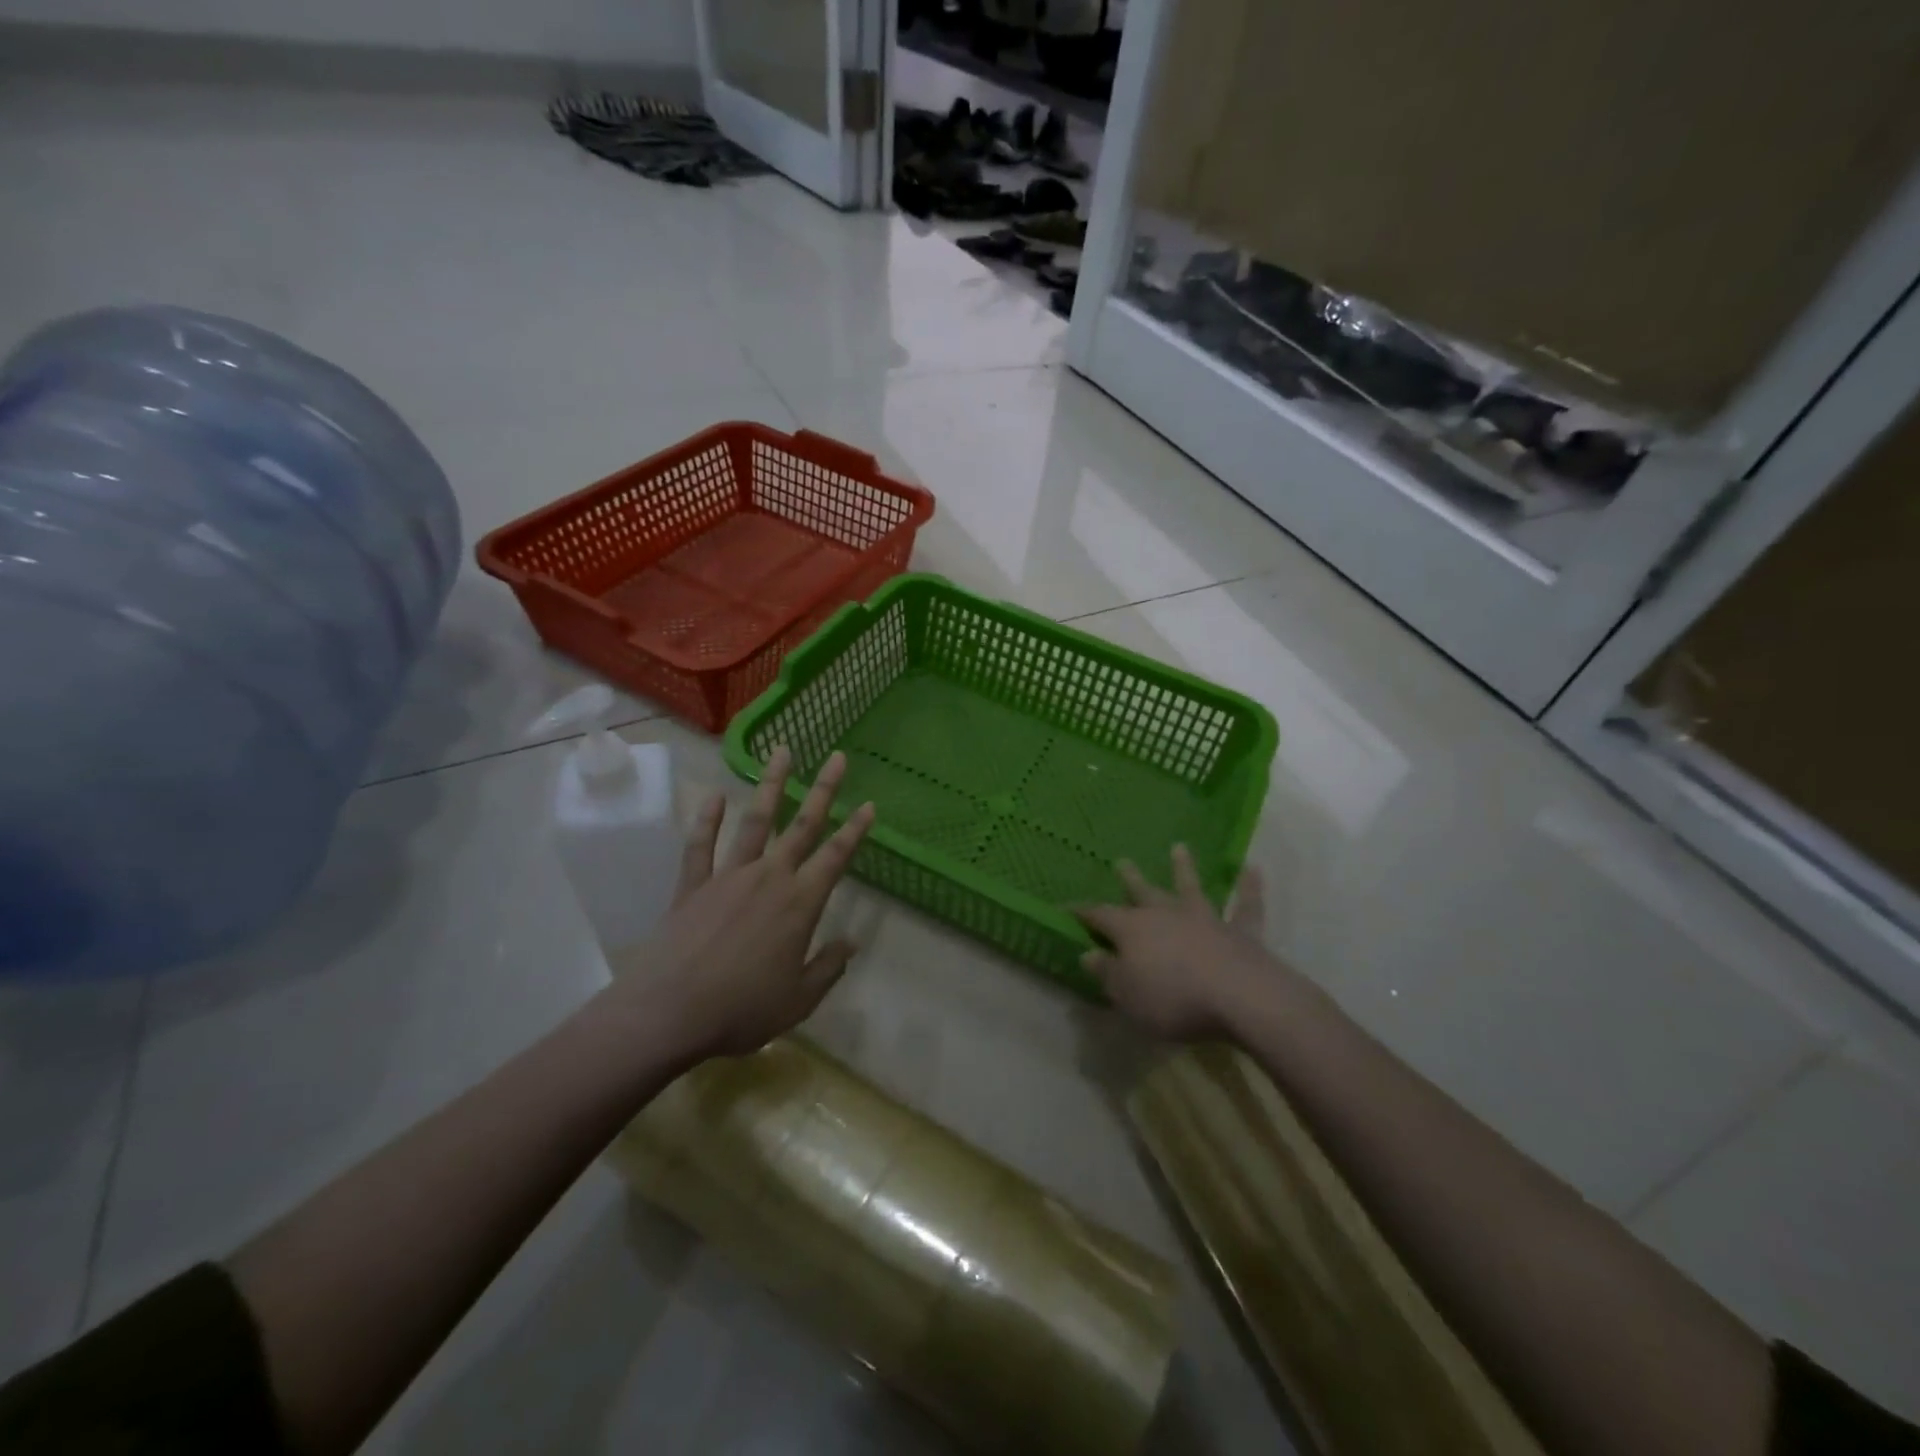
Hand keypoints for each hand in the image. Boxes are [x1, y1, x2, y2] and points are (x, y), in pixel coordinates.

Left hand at [624, 746, 874, 1061]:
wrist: (669, 1013)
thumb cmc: (741, 1010)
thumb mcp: (799, 1000)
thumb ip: (828, 968)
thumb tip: (850, 943)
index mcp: (800, 904)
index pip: (836, 857)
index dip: (855, 830)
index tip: (869, 804)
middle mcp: (769, 878)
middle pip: (802, 826)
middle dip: (823, 790)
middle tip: (836, 758)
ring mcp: (728, 876)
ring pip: (755, 822)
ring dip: (770, 786)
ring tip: (782, 753)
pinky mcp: (692, 885)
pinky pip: (700, 845)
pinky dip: (707, 819)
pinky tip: (714, 795)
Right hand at [1075, 847, 1273, 1041]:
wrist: (1239, 997)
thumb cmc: (1172, 999)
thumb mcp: (1126, 995)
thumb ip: (1107, 973)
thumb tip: (1088, 954)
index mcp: (1132, 930)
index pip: (1099, 916)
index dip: (1082, 913)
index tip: (1066, 907)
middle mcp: (1165, 915)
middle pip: (1143, 893)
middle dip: (1130, 880)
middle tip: (1122, 861)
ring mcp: (1205, 919)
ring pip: (1191, 888)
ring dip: (1184, 869)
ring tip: (1179, 847)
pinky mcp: (1240, 932)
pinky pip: (1246, 906)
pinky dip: (1250, 888)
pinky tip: (1253, 869)